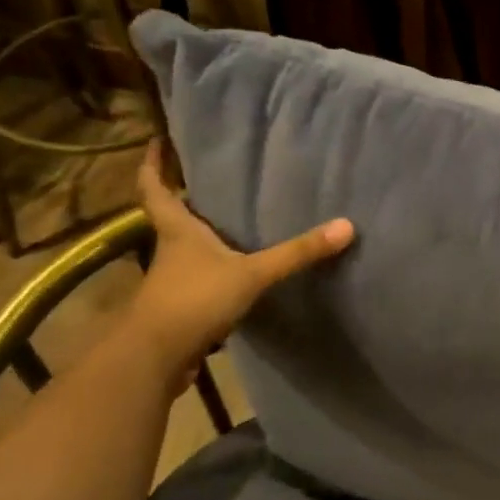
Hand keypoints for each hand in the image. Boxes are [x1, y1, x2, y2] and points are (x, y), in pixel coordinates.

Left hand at [126, 142, 353, 388]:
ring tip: (226, 220)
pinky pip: (197, 279)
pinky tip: (233, 270)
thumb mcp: (252, 273)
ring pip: (183, 249)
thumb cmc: (195, 300)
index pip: (155, 188)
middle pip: (169, 216)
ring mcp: (172, 281)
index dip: (153, 164)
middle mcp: (169, 250)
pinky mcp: (179, 307)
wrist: (156, 358)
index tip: (157, 141)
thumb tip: (346, 226)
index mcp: (177, 230)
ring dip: (198, 235)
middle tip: (205, 178)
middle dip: (182, 197)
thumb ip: (296, 253)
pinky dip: (210, 270)